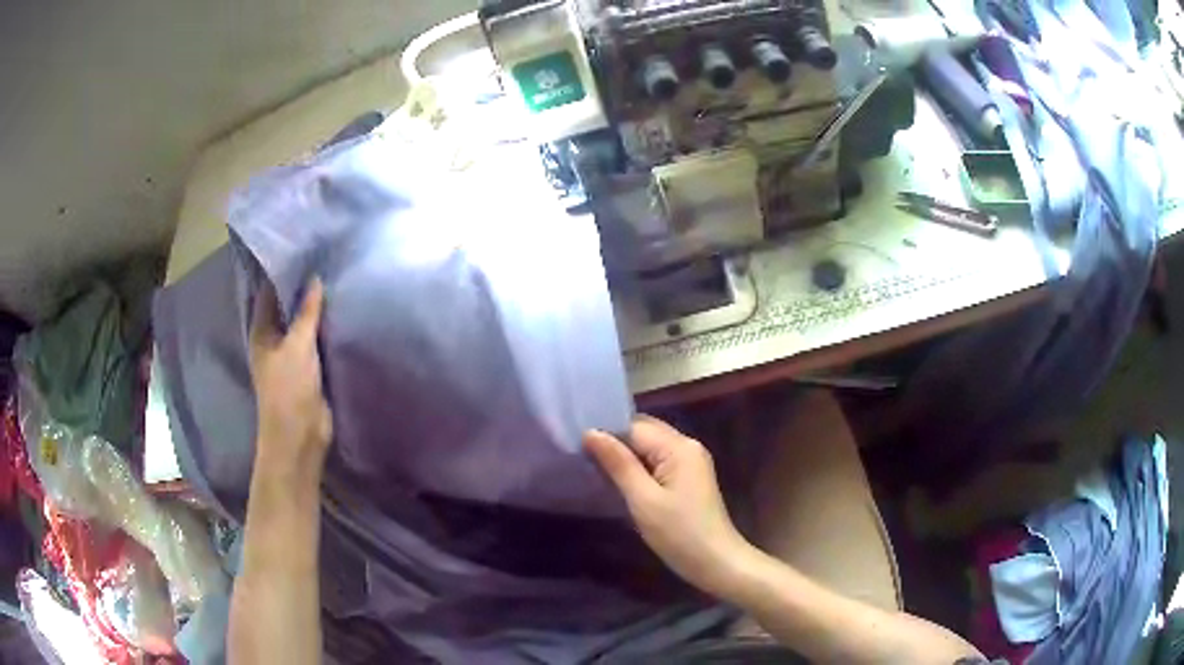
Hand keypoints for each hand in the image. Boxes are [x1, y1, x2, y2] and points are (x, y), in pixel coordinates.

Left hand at [249, 278, 332, 483]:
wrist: (300, 436)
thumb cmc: (289, 389)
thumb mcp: (298, 346)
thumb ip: (307, 312)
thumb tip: (315, 279)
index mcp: (262, 330)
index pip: (269, 291)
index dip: (283, 271)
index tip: (304, 249)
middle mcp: (273, 339)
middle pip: (287, 306)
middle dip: (303, 287)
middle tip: (326, 259)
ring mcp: (291, 354)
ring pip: (303, 324)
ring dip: (316, 309)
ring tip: (336, 279)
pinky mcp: (308, 368)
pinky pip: (316, 341)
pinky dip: (325, 328)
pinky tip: (341, 312)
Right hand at [584, 417, 753, 596]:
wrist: (716, 562)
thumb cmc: (679, 534)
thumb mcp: (643, 500)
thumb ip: (618, 464)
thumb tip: (590, 432)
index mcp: (679, 447)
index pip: (634, 426)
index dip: (606, 433)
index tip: (576, 445)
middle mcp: (687, 445)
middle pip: (644, 432)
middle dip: (614, 441)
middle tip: (581, 456)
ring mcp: (690, 462)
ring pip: (650, 446)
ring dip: (625, 455)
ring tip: (594, 467)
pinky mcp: (689, 478)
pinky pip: (658, 460)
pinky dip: (638, 466)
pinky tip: (620, 480)